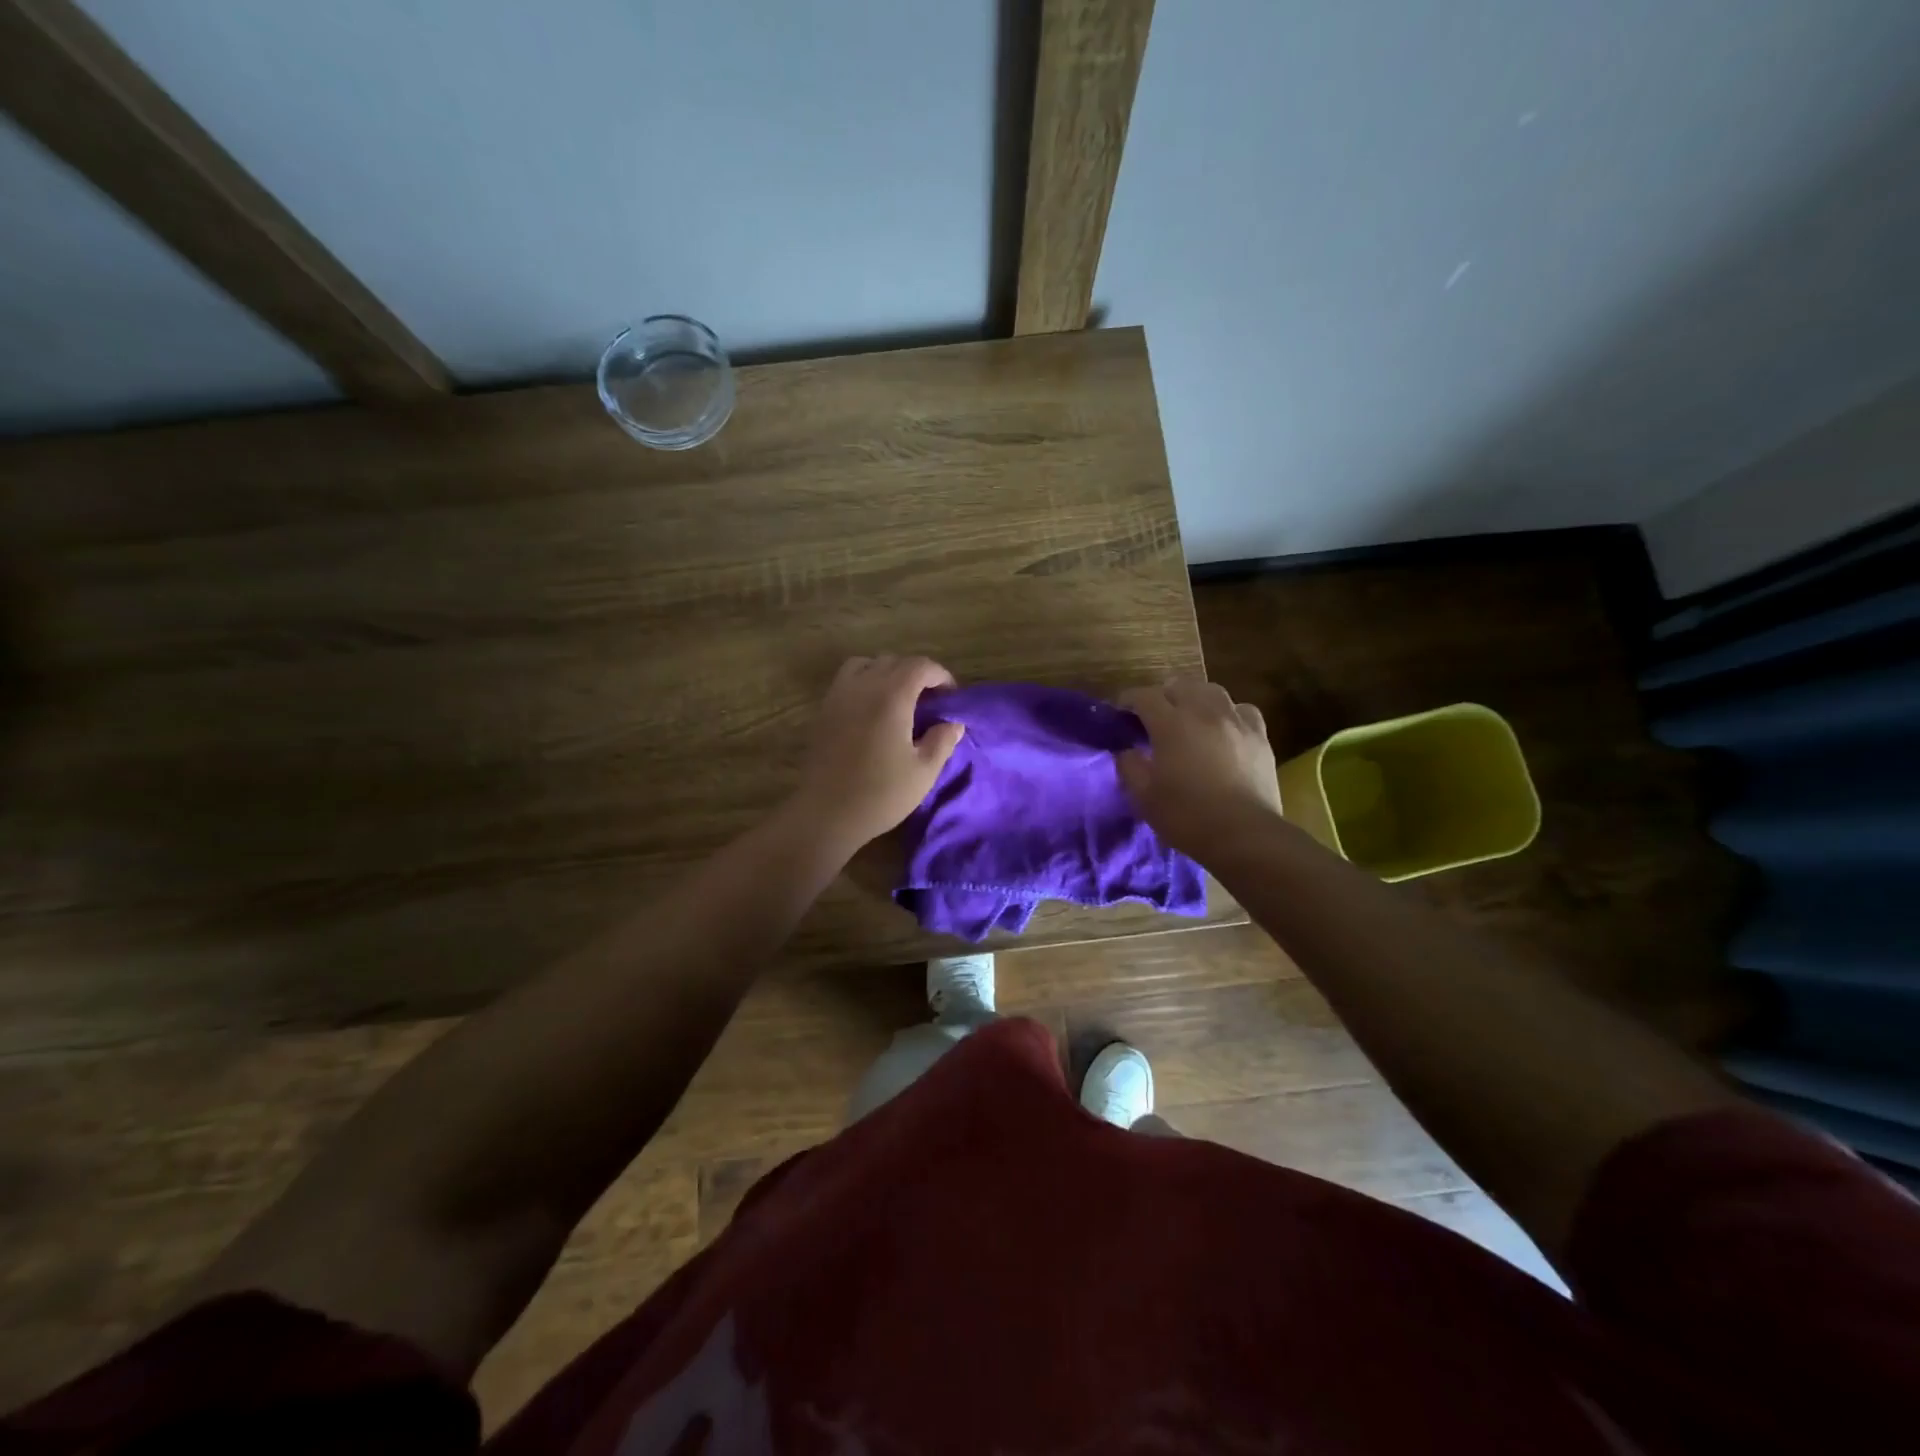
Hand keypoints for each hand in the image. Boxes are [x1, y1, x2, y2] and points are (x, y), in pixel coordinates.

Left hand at [790, 655, 965, 851]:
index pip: (920, 666)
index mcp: (891, 696)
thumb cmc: (880, 794)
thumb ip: (942, 741)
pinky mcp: (824, 711)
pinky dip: (864, 683)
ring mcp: (838, 696)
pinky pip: (846, 681)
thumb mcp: (923, 772)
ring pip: (866, 664)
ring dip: (886, 673)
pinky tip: (873, 712)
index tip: (951, 697)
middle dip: (916, 673)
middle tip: (929, 701)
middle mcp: (863, 686)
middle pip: (893, 661)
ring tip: (899, 699)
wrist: (826, 813)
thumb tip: (953, 723)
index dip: (940, 676)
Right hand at [1117, 675, 1280, 854]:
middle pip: (1179, 685)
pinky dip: (1228, 713)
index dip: (1128, 700)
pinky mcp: (1260, 736)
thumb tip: (1126, 750)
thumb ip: (1129, 766)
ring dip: (1195, 699)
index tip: (1120, 713)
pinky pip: (1242, 710)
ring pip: (1213, 691)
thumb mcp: (1143, 796)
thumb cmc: (1186, 816)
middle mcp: (1203, 712)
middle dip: (1162, 696)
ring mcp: (1235, 721)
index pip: (1144, 696)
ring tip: (1190, 717)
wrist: (1243, 835)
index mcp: (1171, 724)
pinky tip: (1225, 728)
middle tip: (1154, 717)